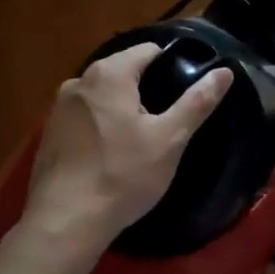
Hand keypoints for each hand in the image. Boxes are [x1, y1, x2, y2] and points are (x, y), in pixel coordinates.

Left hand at [18, 43, 233, 262]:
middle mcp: (79, 80)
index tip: (186, 91)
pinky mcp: (49, 133)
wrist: (65, 222)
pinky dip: (100, 126)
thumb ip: (197, 101)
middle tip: (167, 121)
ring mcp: (59, 107)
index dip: (172, 65)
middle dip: (146, 89)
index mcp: (109, 73)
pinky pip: (84, 117)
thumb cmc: (122, 175)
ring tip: (142, 139)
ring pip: (102, 95)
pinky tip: (111, 154)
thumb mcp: (169, 139)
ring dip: (122, 108)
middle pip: (123, 71)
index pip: (148, 51)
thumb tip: (224, 71)